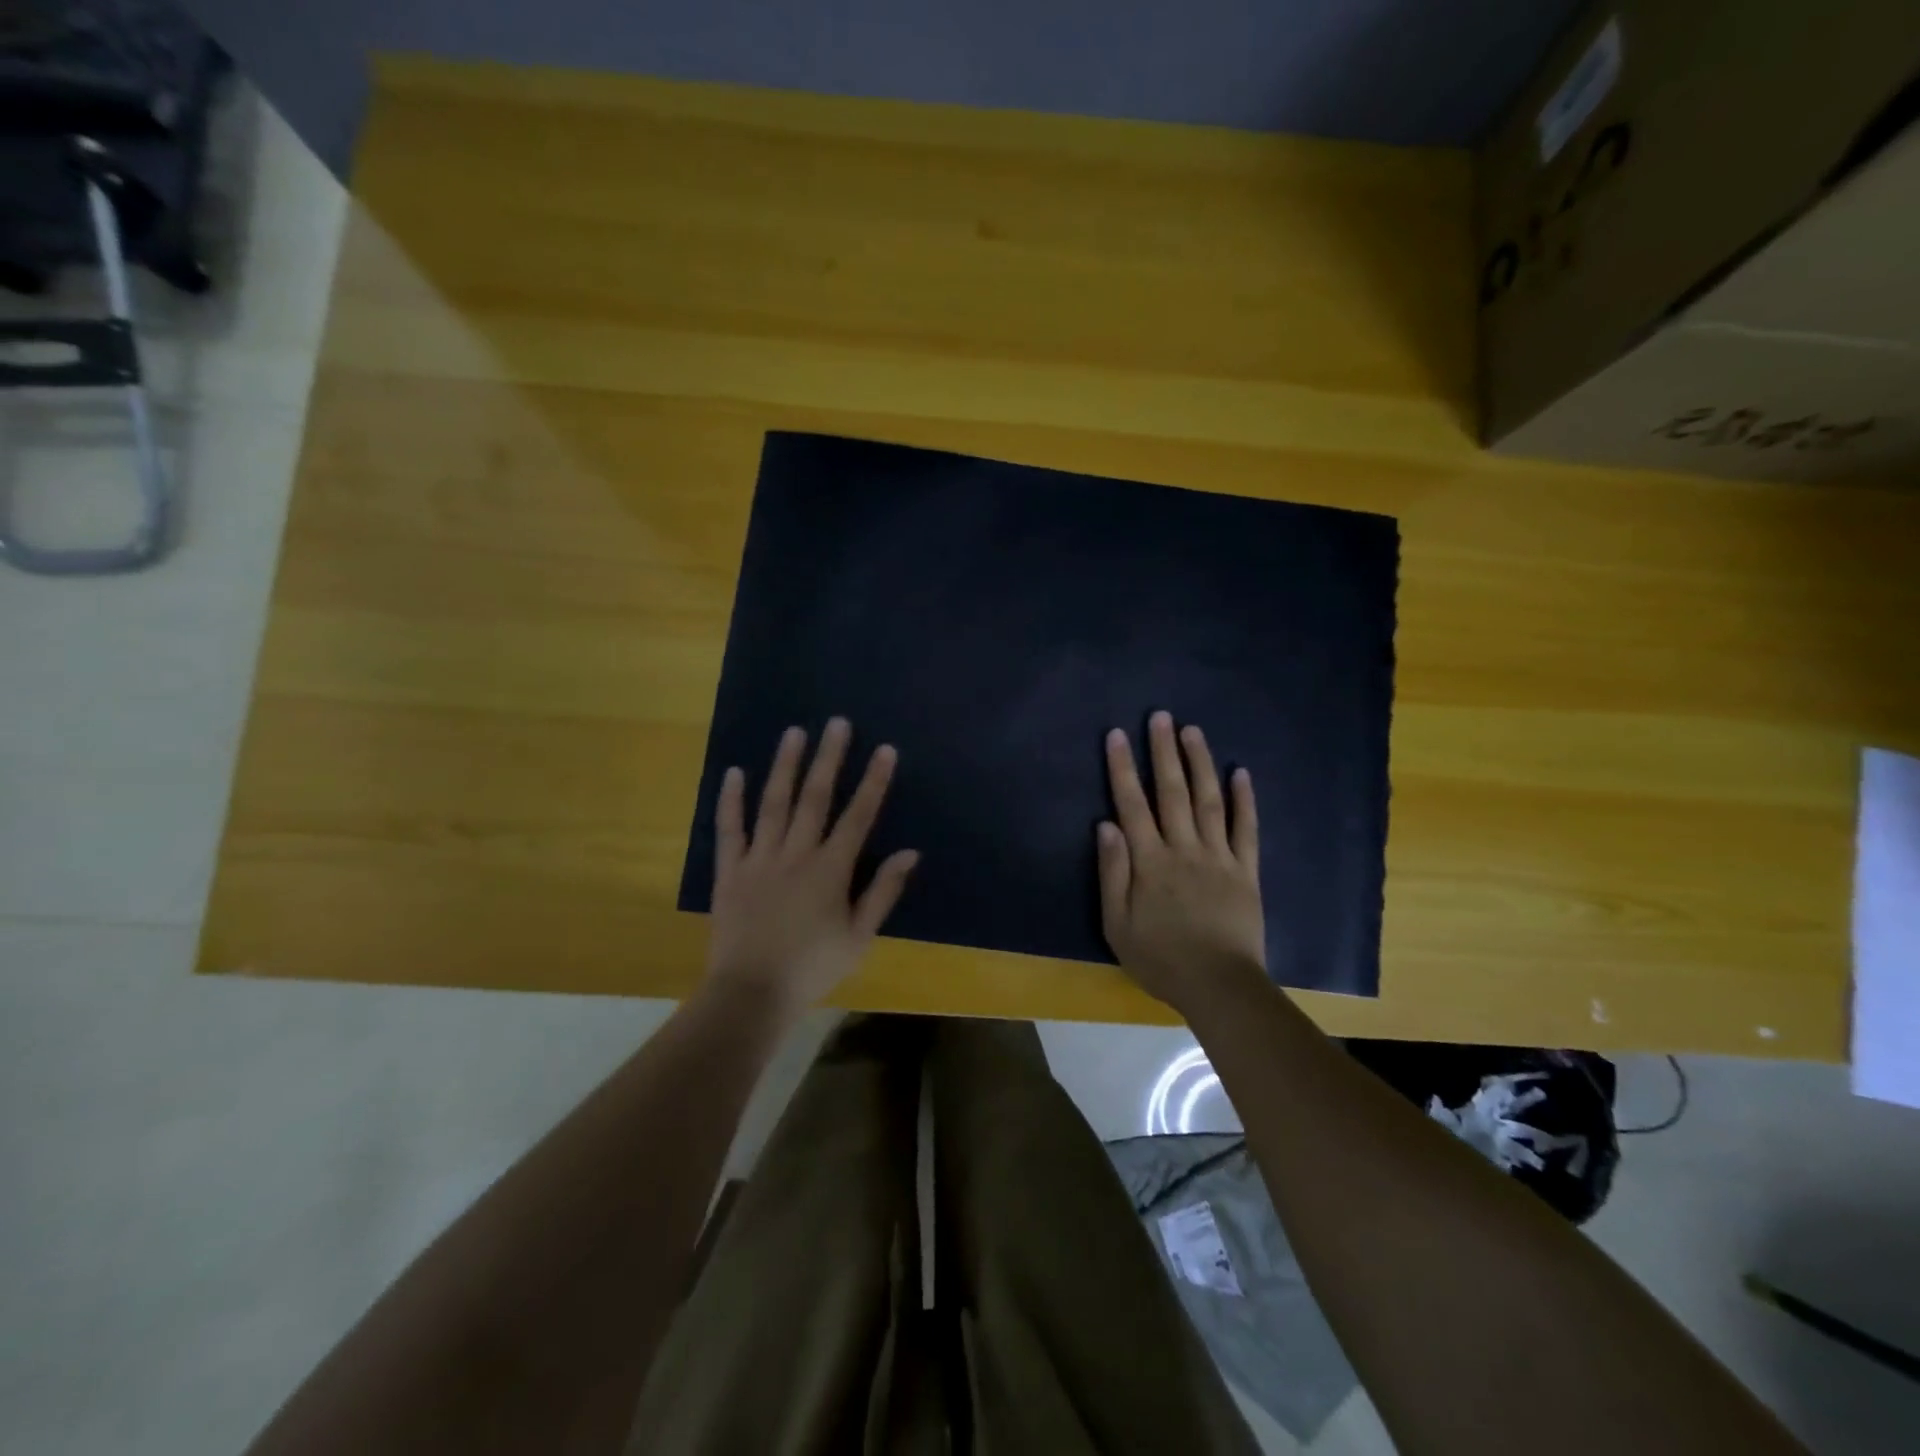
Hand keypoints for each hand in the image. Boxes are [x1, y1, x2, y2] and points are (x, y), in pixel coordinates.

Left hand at [705, 717, 918, 1018]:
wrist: (752, 994)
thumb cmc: (813, 967)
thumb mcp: (860, 937)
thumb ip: (883, 891)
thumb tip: (910, 853)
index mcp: (831, 869)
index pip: (858, 816)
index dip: (873, 782)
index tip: (884, 750)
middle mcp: (796, 854)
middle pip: (815, 798)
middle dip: (829, 758)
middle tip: (837, 723)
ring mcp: (760, 859)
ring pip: (773, 803)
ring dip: (784, 766)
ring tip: (794, 732)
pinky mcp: (730, 871)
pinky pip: (730, 829)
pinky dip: (731, 800)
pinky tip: (735, 772)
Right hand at [1098, 711, 1265, 1015]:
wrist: (1220, 986)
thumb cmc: (1160, 958)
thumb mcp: (1117, 924)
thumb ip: (1112, 872)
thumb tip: (1106, 825)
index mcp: (1150, 861)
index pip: (1131, 804)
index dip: (1122, 768)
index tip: (1116, 735)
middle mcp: (1184, 849)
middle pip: (1172, 792)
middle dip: (1163, 752)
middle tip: (1161, 717)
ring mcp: (1219, 857)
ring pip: (1209, 801)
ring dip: (1200, 764)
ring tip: (1193, 732)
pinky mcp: (1247, 871)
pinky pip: (1247, 829)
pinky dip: (1245, 800)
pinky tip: (1241, 773)